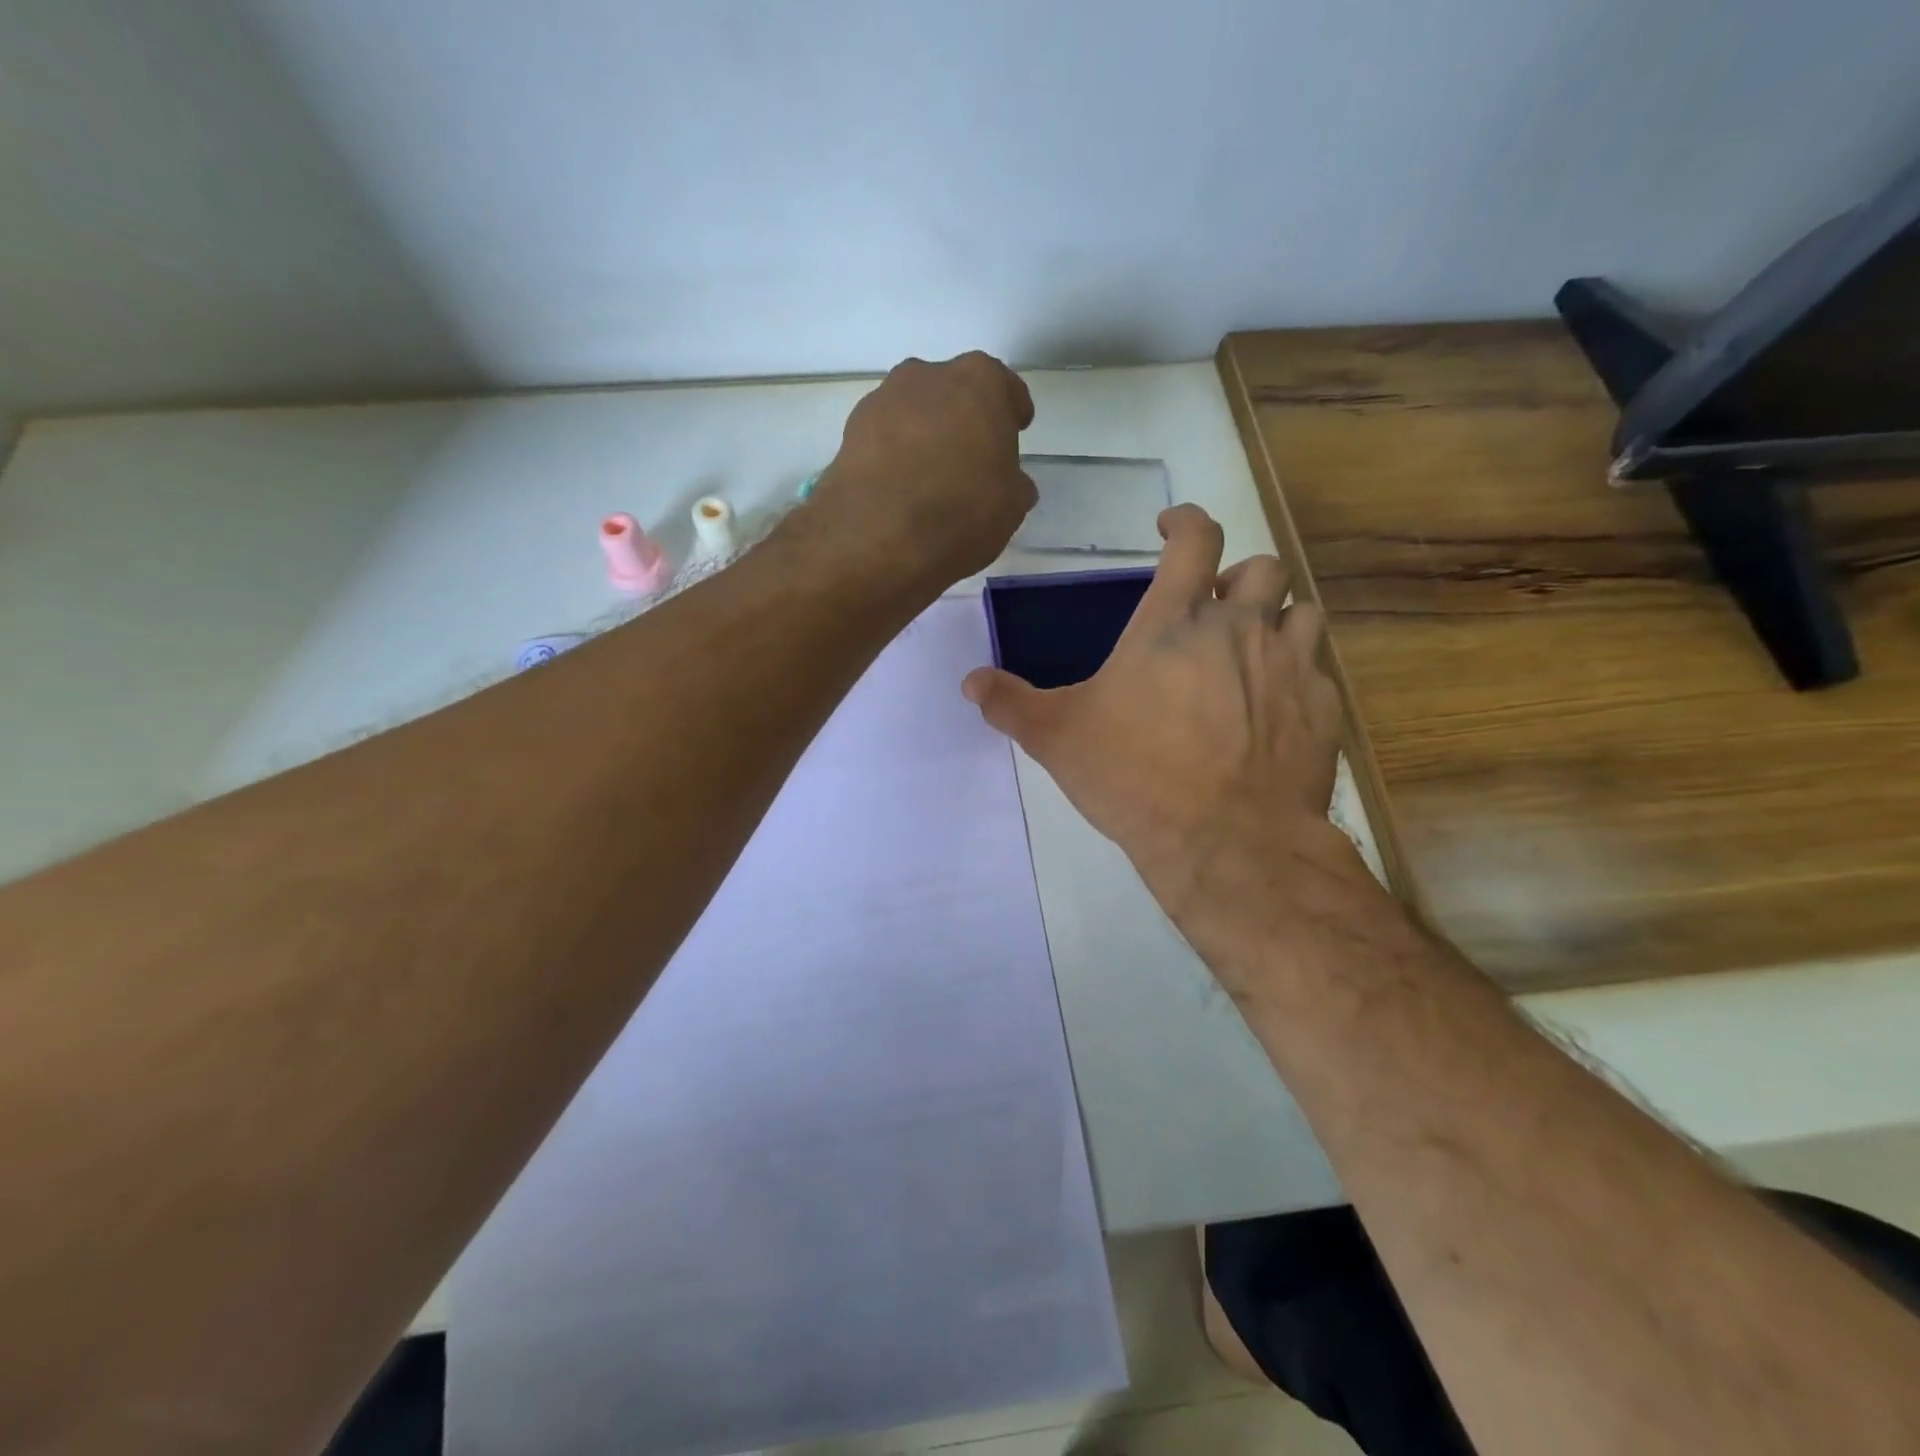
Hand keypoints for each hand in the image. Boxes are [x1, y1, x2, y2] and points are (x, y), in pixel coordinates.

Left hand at [811, 352, 1036, 586]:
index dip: (1011, 411)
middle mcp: (927, 375)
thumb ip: (1013, 483)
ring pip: (914, 414)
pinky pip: (885, 440)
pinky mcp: (849, 433)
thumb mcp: (1012, 505)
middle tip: (972, 459)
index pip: (1003, 387)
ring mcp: (881, 401)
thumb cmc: (963, 510)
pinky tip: (902, 491)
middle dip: (963, 420)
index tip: (1015, 431)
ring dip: (925, 437)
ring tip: (932, 480)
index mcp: (979, 381)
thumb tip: (1008, 483)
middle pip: (953, 393)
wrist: (879, 537)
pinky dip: (895, 457)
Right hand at [962, 504, 1348, 929]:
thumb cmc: (1136, 777)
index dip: (1184, 520)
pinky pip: (1319, 672)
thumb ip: (1012, 704)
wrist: (1227, 841)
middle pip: (1260, 568)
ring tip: (1254, 650)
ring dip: (1278, 619)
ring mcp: (1290, 666)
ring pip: (1302, 611)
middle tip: (1214, 609)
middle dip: (1238, 577)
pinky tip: (1276, 710)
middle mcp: (1240, 628)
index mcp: (1174, 623)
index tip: (1171, 526)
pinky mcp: (1322, 709)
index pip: (1194, 540)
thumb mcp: (1058, 739)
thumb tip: (970, 682)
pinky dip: (1299, 677)